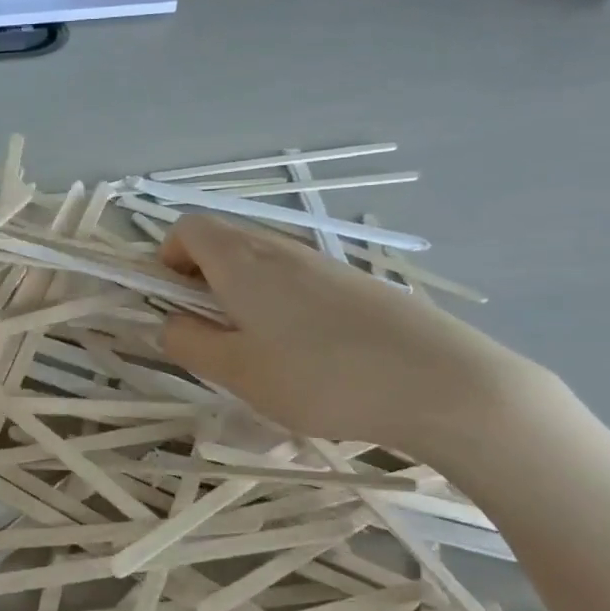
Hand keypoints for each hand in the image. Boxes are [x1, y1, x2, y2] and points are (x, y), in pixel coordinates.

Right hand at [158, 215, 546, 460]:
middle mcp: (279, 248)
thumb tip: (168, 322)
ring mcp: (322, 263)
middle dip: (200, 280)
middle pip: (222, 241)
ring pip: (259, 263)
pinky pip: (295, 279)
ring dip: (239, 294)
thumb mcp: (238, 372)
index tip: (175, 304)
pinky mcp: (354, 283)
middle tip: (212, 334)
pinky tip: (306, 354)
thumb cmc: (322, 378)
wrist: (442, 382)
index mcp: (241, 261)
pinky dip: (278, 303)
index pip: (186, 228)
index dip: (167, 259)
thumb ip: (189, 343)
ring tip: (258, 350)